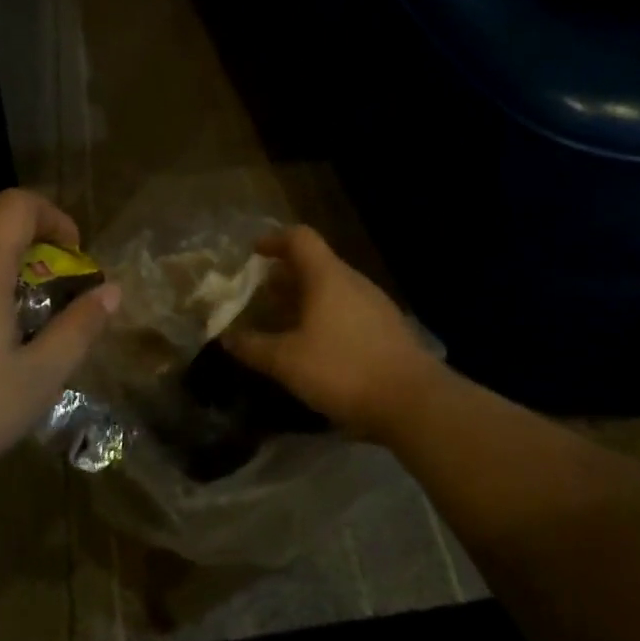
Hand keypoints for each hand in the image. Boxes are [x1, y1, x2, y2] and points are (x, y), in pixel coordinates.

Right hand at [222, 226, 443, 440]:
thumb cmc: (343, 369)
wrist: (413, 401)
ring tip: (283, 320)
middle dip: (285, 275)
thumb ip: (254, 347)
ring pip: (332, 288)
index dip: (274, 240)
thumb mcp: (287, 362)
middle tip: (261, 293)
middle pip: (315, 263)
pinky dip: (324, 316)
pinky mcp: (387, 329)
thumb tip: (226, 338)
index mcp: (328, 276)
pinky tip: (315, 345)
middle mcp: (352, 281)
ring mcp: (374, 304)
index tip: (253, 253)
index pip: (300, 238)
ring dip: (305, 297)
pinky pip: (347, 309)